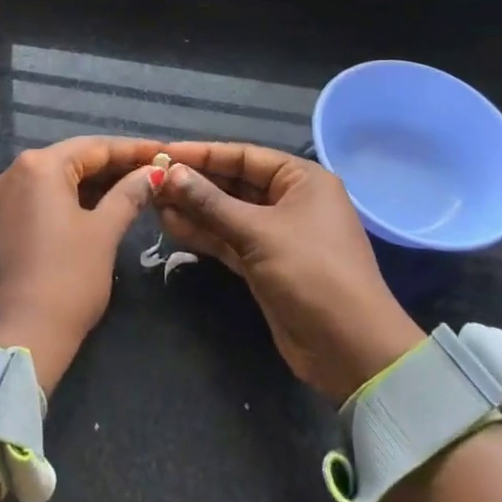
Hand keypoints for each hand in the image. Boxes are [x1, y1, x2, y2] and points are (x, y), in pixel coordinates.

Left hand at [0, 136, 163, 393]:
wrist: (19, 337)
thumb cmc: (68, 279)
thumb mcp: (104, 233)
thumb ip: (129, 194)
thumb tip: (153, 173)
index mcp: (39, 166)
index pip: (94, 147)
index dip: (133, 150)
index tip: (164, 152)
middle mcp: (12, 171)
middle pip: (72, 160)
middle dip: (112, 167)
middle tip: (152, 172)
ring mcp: (0, 197)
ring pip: (54, 180)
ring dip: (91, 184)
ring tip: (131, 189)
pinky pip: (38, 199)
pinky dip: (67, 200)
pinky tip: (96, 208)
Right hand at [157, 143, 425, 403]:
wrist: (350, 349)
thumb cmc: (312, 273)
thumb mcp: (259, 232)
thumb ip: (211, 203)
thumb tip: (171, 173)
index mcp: (301, 179)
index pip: (243, 155)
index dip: (203, 154)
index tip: (164, 151)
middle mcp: (290, 200)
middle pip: (233, 183)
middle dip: (194, 182)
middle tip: (151, 178)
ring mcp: (277, 234)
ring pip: (227, 213)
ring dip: (193, 208)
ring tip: (152, 200)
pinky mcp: (265, 264)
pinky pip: (228, 239)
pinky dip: (203, 233)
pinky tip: (170, 225)